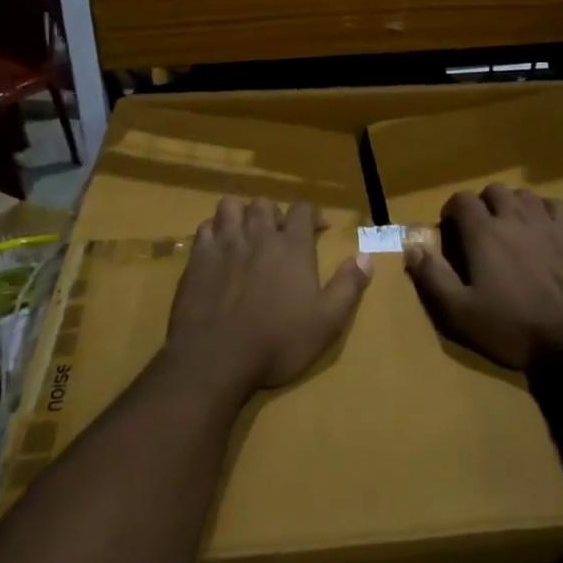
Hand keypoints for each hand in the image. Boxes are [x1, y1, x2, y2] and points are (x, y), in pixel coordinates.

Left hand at [165, 197, 372, 396]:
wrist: (215, 358)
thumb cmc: (277, 342)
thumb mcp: (326, 322)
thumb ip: (348, 286)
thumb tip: (366, 257)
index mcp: (292, 246)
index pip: (303, 210)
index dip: (313, 214)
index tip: (319, 228)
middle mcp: (258, 235)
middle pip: (265, 204)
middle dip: (275, 214)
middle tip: (279, 236)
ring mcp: (223, 243)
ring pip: (231, 207)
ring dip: (241, 215)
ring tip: (246, 234)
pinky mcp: (196, 258)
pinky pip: (205, 228)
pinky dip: (214, 231)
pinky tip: (219, 249)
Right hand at [406, 186, 562, 371]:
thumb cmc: (515, 326)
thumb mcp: (461, 313)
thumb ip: (432, 277)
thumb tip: (411, 247)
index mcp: (483, 233)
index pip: (461, 200)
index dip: (452, 210)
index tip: (450, 231)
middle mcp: (514, 218)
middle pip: (493, 190)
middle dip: (482, 204)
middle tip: (479, 231)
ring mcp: (547, 223)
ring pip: (524, 194)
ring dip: (511, 204)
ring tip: (509, 228)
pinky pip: (554, 206)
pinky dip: (542, 210)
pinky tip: (542, 229)